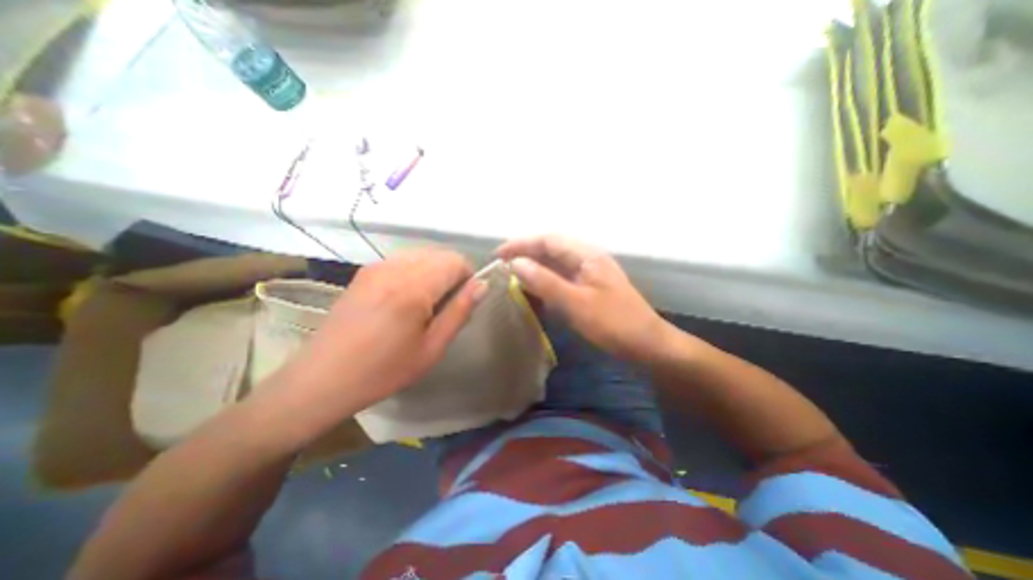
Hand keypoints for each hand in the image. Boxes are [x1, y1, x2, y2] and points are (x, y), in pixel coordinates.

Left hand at [286, 246, 488, 414]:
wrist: (323, 378)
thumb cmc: (385, 369)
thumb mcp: (432, 347)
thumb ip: (460, 311)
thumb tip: (482, 284)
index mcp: (414, 287)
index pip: (456, 261)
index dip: (468, 276)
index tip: (465, 300)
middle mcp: (395, 267)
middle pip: (440, 254)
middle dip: (453, 273)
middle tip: (447, 305)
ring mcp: (377, 266)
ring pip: (422, 254)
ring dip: (435, 271)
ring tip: (427, 302)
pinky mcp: (365, 272)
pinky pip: (403, 259)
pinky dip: (416, 271)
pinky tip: (407, 298)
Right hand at [498, 235, 669, 360]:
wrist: (647, 344)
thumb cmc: (614, 323)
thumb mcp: (576, 303)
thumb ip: (545, 282)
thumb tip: (517, 264)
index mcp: (587, 256)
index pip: (548, 240)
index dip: (521, 244)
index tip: (498, 255)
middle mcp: (587, 259)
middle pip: (551, 249)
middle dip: (525, 254)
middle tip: (501, 265)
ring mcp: (589, 273)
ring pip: (555, 264)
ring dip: (534, 267)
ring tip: (512, 275)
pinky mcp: (589, 288)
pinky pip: (561, 278)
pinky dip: (545, 281)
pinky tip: (535, 290)